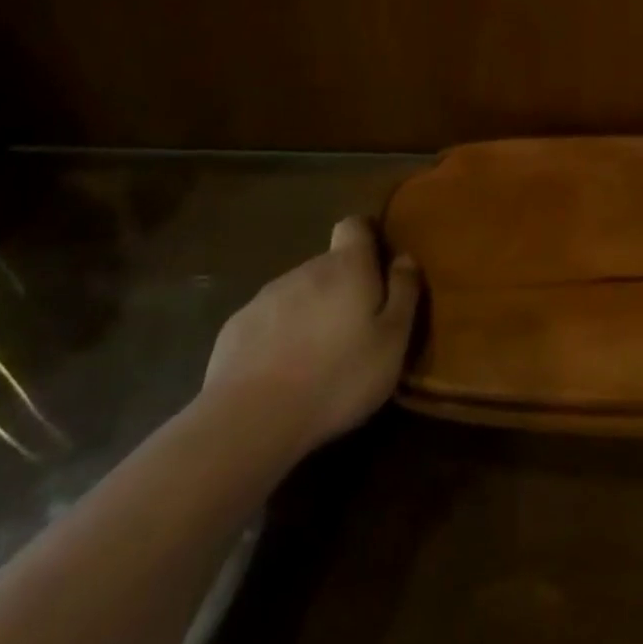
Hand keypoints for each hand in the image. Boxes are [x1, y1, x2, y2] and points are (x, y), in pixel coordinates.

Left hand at [202, 218, 421, 451]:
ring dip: (311, 313)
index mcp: (347, 267)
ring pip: (299, 294)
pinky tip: (282, 374)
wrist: (251, 418)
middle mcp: (305, 269)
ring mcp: (266, 296)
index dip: (366, 238)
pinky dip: (279, 337)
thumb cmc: (338, 376)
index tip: (377, 265)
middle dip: (343, 288)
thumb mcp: (392, 341)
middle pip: (329, 265)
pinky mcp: (236, 327)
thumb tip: (405, 258)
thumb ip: (403, 293)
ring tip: (319, 358)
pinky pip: (269, 321)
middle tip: (356, 330)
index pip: (355, 225)